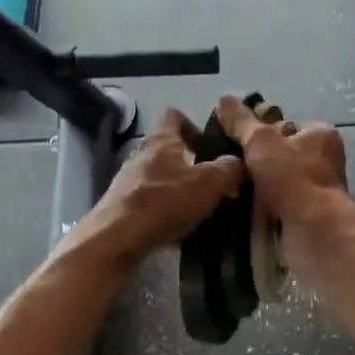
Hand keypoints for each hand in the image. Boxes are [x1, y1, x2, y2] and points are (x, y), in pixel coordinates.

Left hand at [73, 109, 243, 268]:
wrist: (117, 238)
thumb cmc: (164, 202)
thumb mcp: (209, 183)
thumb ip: (229, 169)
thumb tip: (238, 163)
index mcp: (161, 140)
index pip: (175, 116)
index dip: (195, 126)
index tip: (212, 145)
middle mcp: (141, 155)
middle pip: (169, 150)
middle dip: (193, 163)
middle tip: (215, 182)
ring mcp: (128, 181)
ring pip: (161, 177)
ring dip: (180, 189)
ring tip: (201, 207)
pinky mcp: (122, 206)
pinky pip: (151, 202)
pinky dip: (166, 210)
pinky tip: (180, 228)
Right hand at [214, 96, 352, 262]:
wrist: (312, 230)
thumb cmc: (292, 177)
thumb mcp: (260, 141)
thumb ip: (241, 122)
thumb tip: (224, 99)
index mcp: (321, 135)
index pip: (285, 126)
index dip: (260, 132)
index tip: (237, 142)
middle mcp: (324, 160)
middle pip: (280, 154)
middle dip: (257, 162)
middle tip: (231, 167)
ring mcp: (318, 190)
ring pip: (278, 182)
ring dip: (257, 187)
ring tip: (230, 189)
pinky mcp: (309, 215)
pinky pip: (279, 205)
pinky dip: (263, 208)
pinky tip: (243, 210)